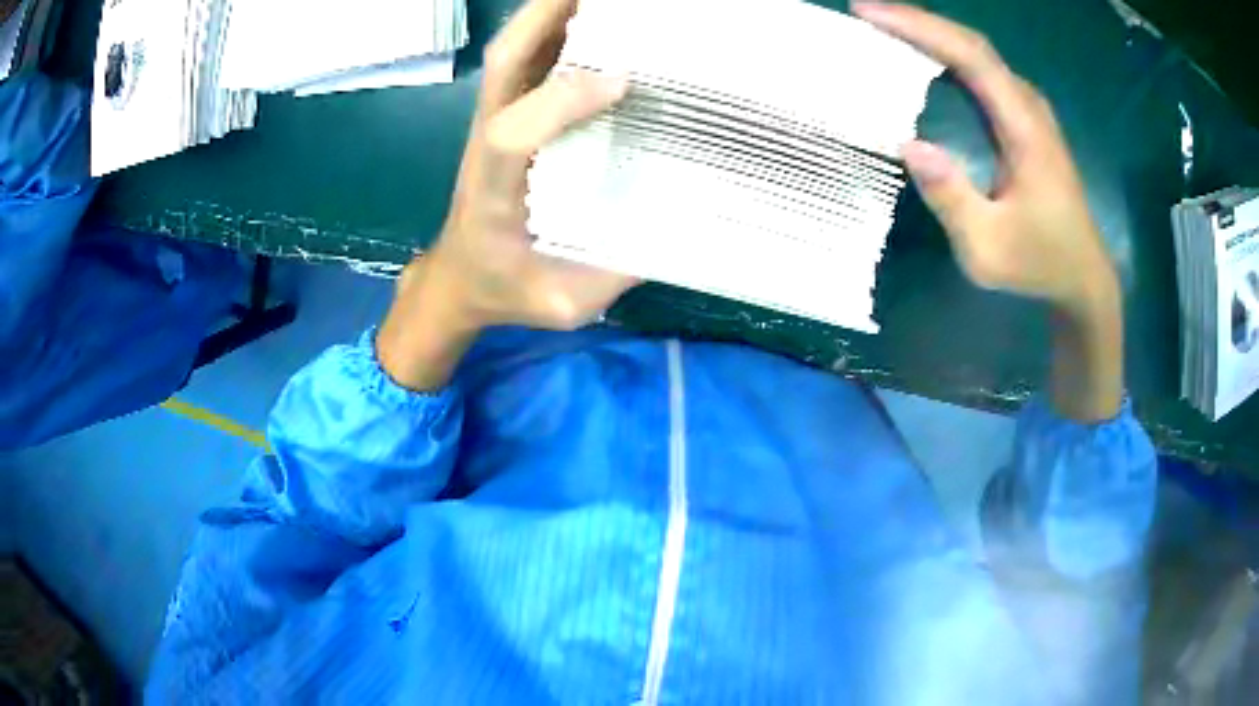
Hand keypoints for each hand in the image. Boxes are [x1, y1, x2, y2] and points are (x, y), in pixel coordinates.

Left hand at [378, 0, 635, 389]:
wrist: (461, 277)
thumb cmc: (507, 289)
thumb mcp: (563, 303)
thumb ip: (613, 271)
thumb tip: (678, 222)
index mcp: (494, 195)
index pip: (511, 134)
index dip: (560, 100)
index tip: (622, 81)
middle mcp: (486, 144)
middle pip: (505, 63)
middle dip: (550, 17)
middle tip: (607, 1)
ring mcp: (491, 122)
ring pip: (512, 51)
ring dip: (552, 13)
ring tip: (604, 1)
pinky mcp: (503, 116)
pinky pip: (524, 60)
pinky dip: (554, 30)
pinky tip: (593, 19)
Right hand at [854, 1, 1123, 420]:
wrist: (1082, 276)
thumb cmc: (1039, 264)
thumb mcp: (988, 249)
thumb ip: (952, 199)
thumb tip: (908, 143)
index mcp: (1025, 131)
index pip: (971, 58)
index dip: (921, 29)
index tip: (869, 13)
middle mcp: (1029, 108)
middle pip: (973, 45)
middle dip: (919, 21)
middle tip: (867, 13)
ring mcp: (1031, 112)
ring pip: (979, 54)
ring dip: (933, 34)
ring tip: (887, 26)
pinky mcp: (1027, 121)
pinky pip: (984, 72)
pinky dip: (949, 54)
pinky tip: (926, 56)